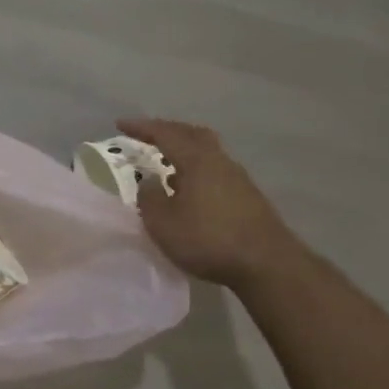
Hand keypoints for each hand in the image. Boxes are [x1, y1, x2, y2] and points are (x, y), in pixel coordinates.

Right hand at [118, 117, 300, 290]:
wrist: (267, 264)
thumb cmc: (208, 239)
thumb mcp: (163, 223)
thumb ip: (149, 198)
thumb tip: (149, 183)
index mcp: (197, 161)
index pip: (165, 133)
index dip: (141, 127)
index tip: (120, 124)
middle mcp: (219, 162)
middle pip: (193, 134)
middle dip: (168, 131)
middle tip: (148, 136)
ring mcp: (238, 179)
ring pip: (207, 153)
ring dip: (184, 152)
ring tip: (165, 167)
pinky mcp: (248, 197)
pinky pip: (215, 172)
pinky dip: (197, 171)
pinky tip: (188, 192)